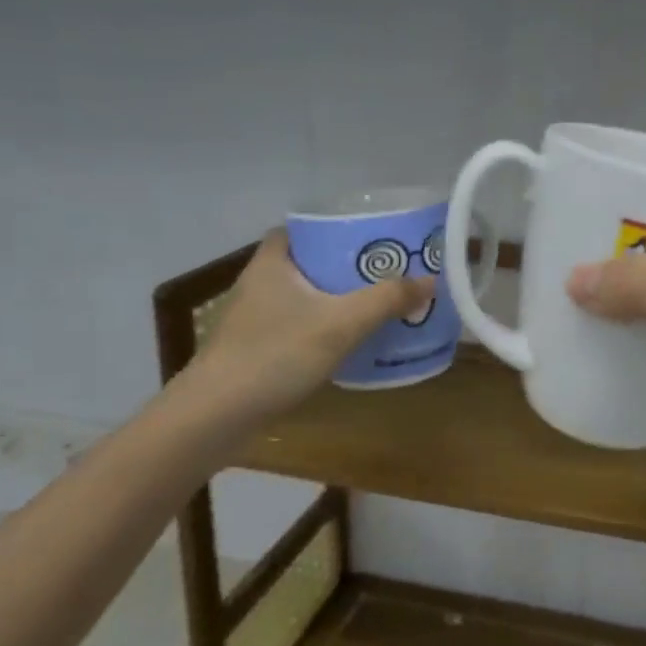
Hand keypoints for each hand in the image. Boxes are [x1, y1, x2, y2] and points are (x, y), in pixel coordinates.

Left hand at [167, 229, 433, 458]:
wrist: (215, 417)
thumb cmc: (275, 355)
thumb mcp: (341, 323)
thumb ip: (387, 300)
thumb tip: (430, 281)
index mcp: (272, 262)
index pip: (300, 229)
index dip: (332, 228)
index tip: (367, 237)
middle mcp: (258, 284)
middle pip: (306, 262)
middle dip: (343, 266)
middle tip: (384, 271)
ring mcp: (252, 320)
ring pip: (302, 297)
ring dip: (334, 299)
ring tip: (375, 304)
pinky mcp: (253, 350)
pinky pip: (296, 326)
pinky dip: (321, 327)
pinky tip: (347, 342)